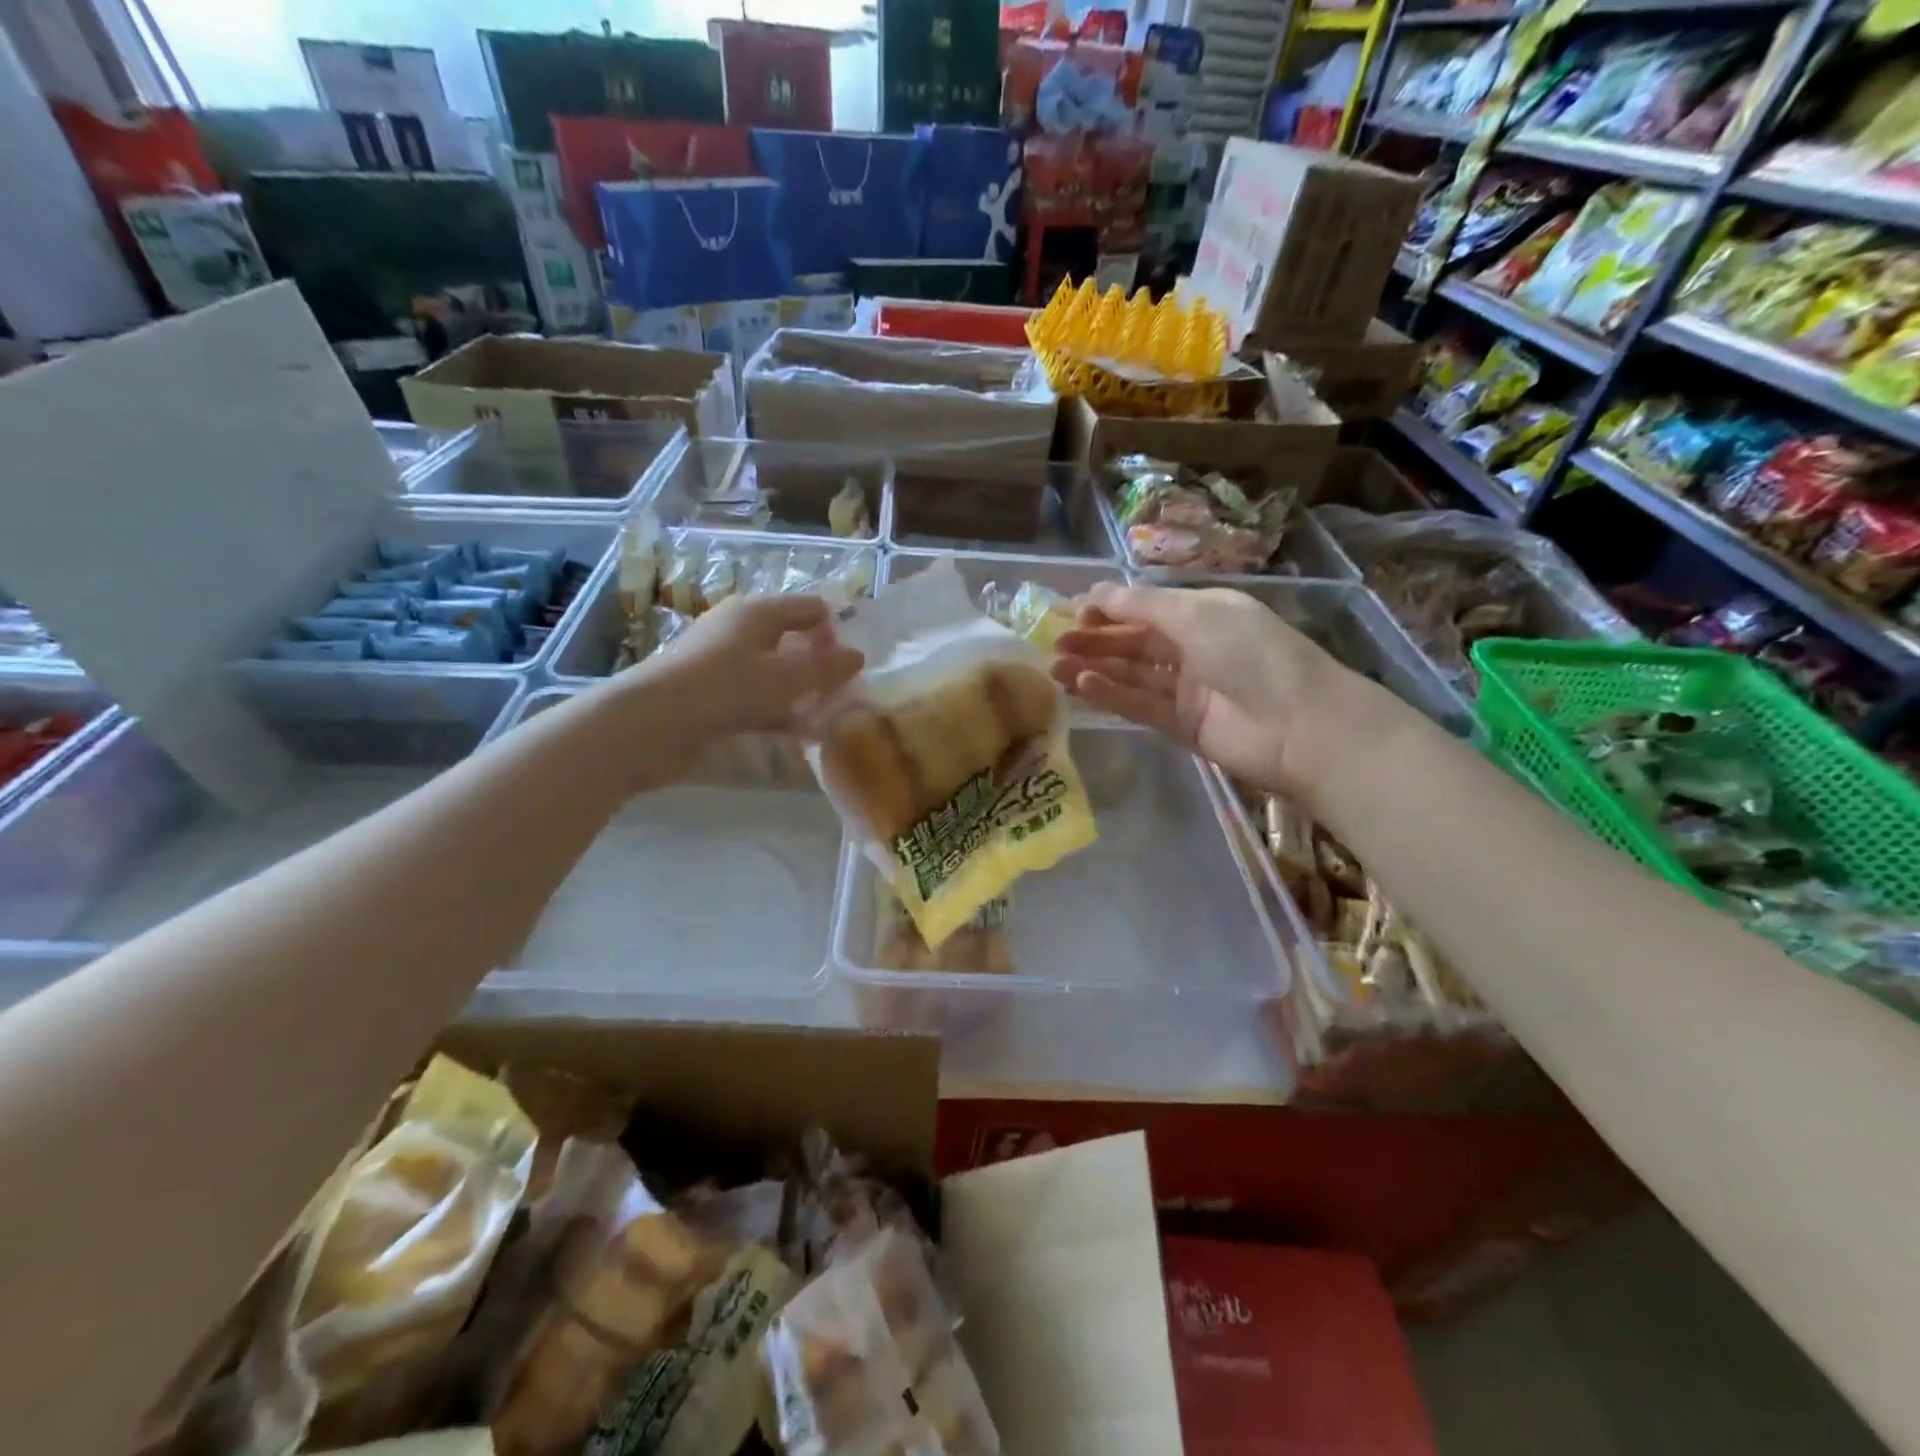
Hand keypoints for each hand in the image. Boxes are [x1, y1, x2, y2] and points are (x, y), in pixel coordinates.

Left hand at [635, 593, 863, 736]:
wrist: (649, 724)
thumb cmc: (724, 689)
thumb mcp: (785, 679)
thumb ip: (825, 668)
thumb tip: (858, 655)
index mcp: (758, 612)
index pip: (810, 608)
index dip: (835, 633)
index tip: (849, 669)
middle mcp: (739, 628)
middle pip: (792, 639)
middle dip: (818, 665)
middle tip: (840, 695)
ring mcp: (721, 661)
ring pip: (773, 671)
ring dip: (799, 692)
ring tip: (823, 718)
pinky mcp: (709, 693)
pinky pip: (754, 696)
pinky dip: (776, 710)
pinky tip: (794, 734)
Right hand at [1052, 582, 1347, 793]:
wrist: (1300, 727)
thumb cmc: (1251, 654)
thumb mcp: (1196, 615)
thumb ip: (1141, 606)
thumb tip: (1095, 594)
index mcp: (1204, 612)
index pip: (1146, 607)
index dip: (1109, 608)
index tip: (1071, 612)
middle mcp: (1193, 647)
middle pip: (1134, 641)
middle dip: (1095, 639)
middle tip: (1055, 643)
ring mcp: (1187, 688)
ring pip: (1132, 675)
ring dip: (1095, 668)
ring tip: (1056, 667)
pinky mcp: (1181, 724)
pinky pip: (1139, 705)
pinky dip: (1111, 695)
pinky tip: (1083, 685)